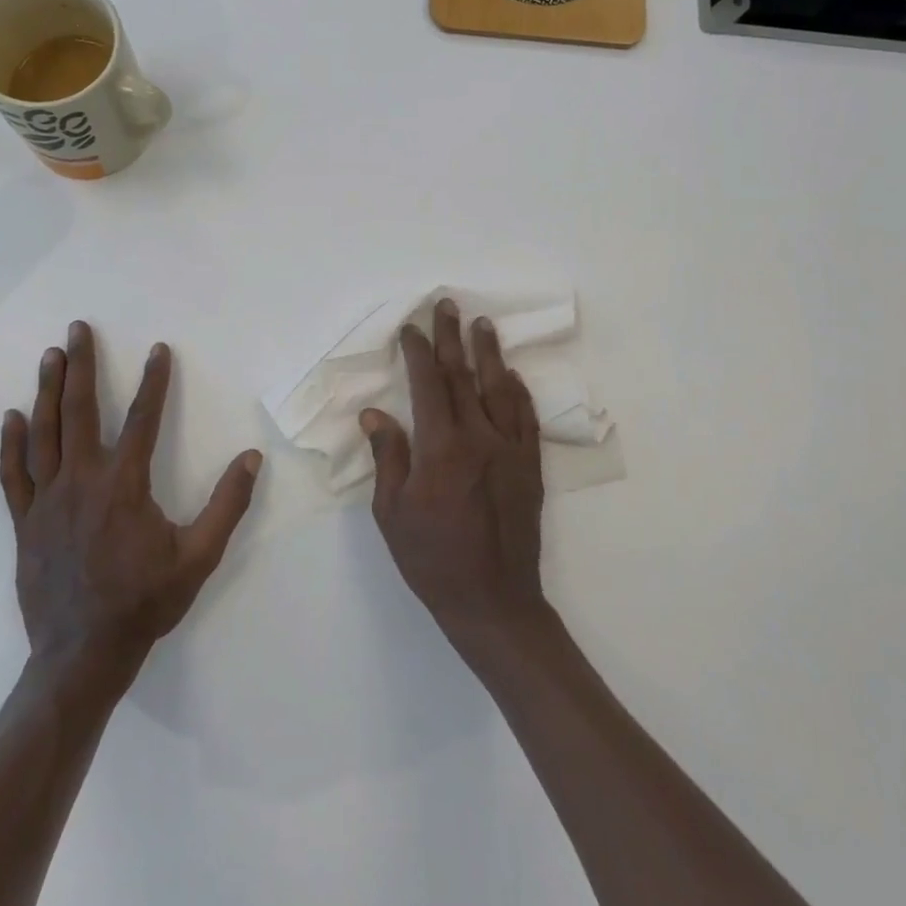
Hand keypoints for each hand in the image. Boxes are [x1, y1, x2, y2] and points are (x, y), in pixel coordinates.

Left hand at [0, 321, 261, 672]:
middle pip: (81, 411)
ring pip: (44, 433)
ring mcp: (47, 501)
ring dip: (48, 391)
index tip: (158, 349)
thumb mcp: (199, 556)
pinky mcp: (25, 523)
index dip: (154, 381)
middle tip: (79, 329)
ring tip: (50, 356)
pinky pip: (14, 475)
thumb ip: (227, 504)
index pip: (143, 419)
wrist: (83, 654)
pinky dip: (11, 444)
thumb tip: (251, 458)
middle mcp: (82, 481)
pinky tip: (12, 417)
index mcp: (125, 485)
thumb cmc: (145, 602)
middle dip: (83, 366)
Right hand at [361, 299, 547, 646]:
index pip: (428, 385)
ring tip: (482, 325)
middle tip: (447, 305)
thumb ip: (388, 457)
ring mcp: (510, 450)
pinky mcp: (530, 467)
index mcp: (440, 448)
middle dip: (451, 338)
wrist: (493, 600)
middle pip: (463, 376)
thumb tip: (375, 414)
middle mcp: (479, 438)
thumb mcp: (392, 513)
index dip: (417, 353)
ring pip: (499, 389)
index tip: (409, 329)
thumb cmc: (432, 559)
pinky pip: (526, 419)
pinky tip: (511, 376)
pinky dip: (518, 392)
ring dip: (488, 354)